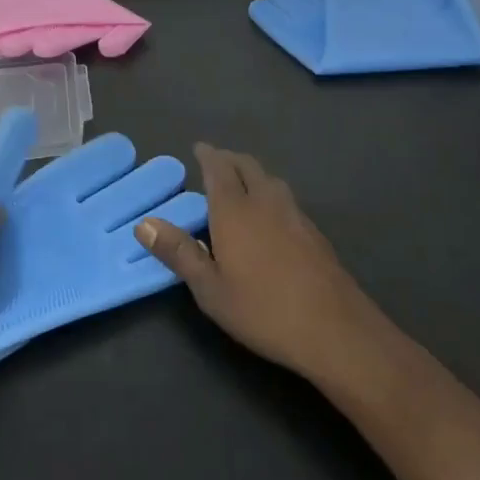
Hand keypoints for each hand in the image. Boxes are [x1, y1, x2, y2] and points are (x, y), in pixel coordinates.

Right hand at [136, 143, 382, 384]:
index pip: (219, 169)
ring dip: (253, 173)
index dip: (208, 155)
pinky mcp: (315, 234)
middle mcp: (265, 203)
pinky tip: (270, 216)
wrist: (336, 331)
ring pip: (271, 180)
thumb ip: (178, 252)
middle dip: (230, 159)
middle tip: (216, 161)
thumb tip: (143, 223)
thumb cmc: (263, 310)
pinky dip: (271, 193)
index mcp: (235, 211)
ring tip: (242, 183)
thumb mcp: (210, 289)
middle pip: (248, 167)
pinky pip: (286, 199)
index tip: (198, 148)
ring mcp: (295, 216)